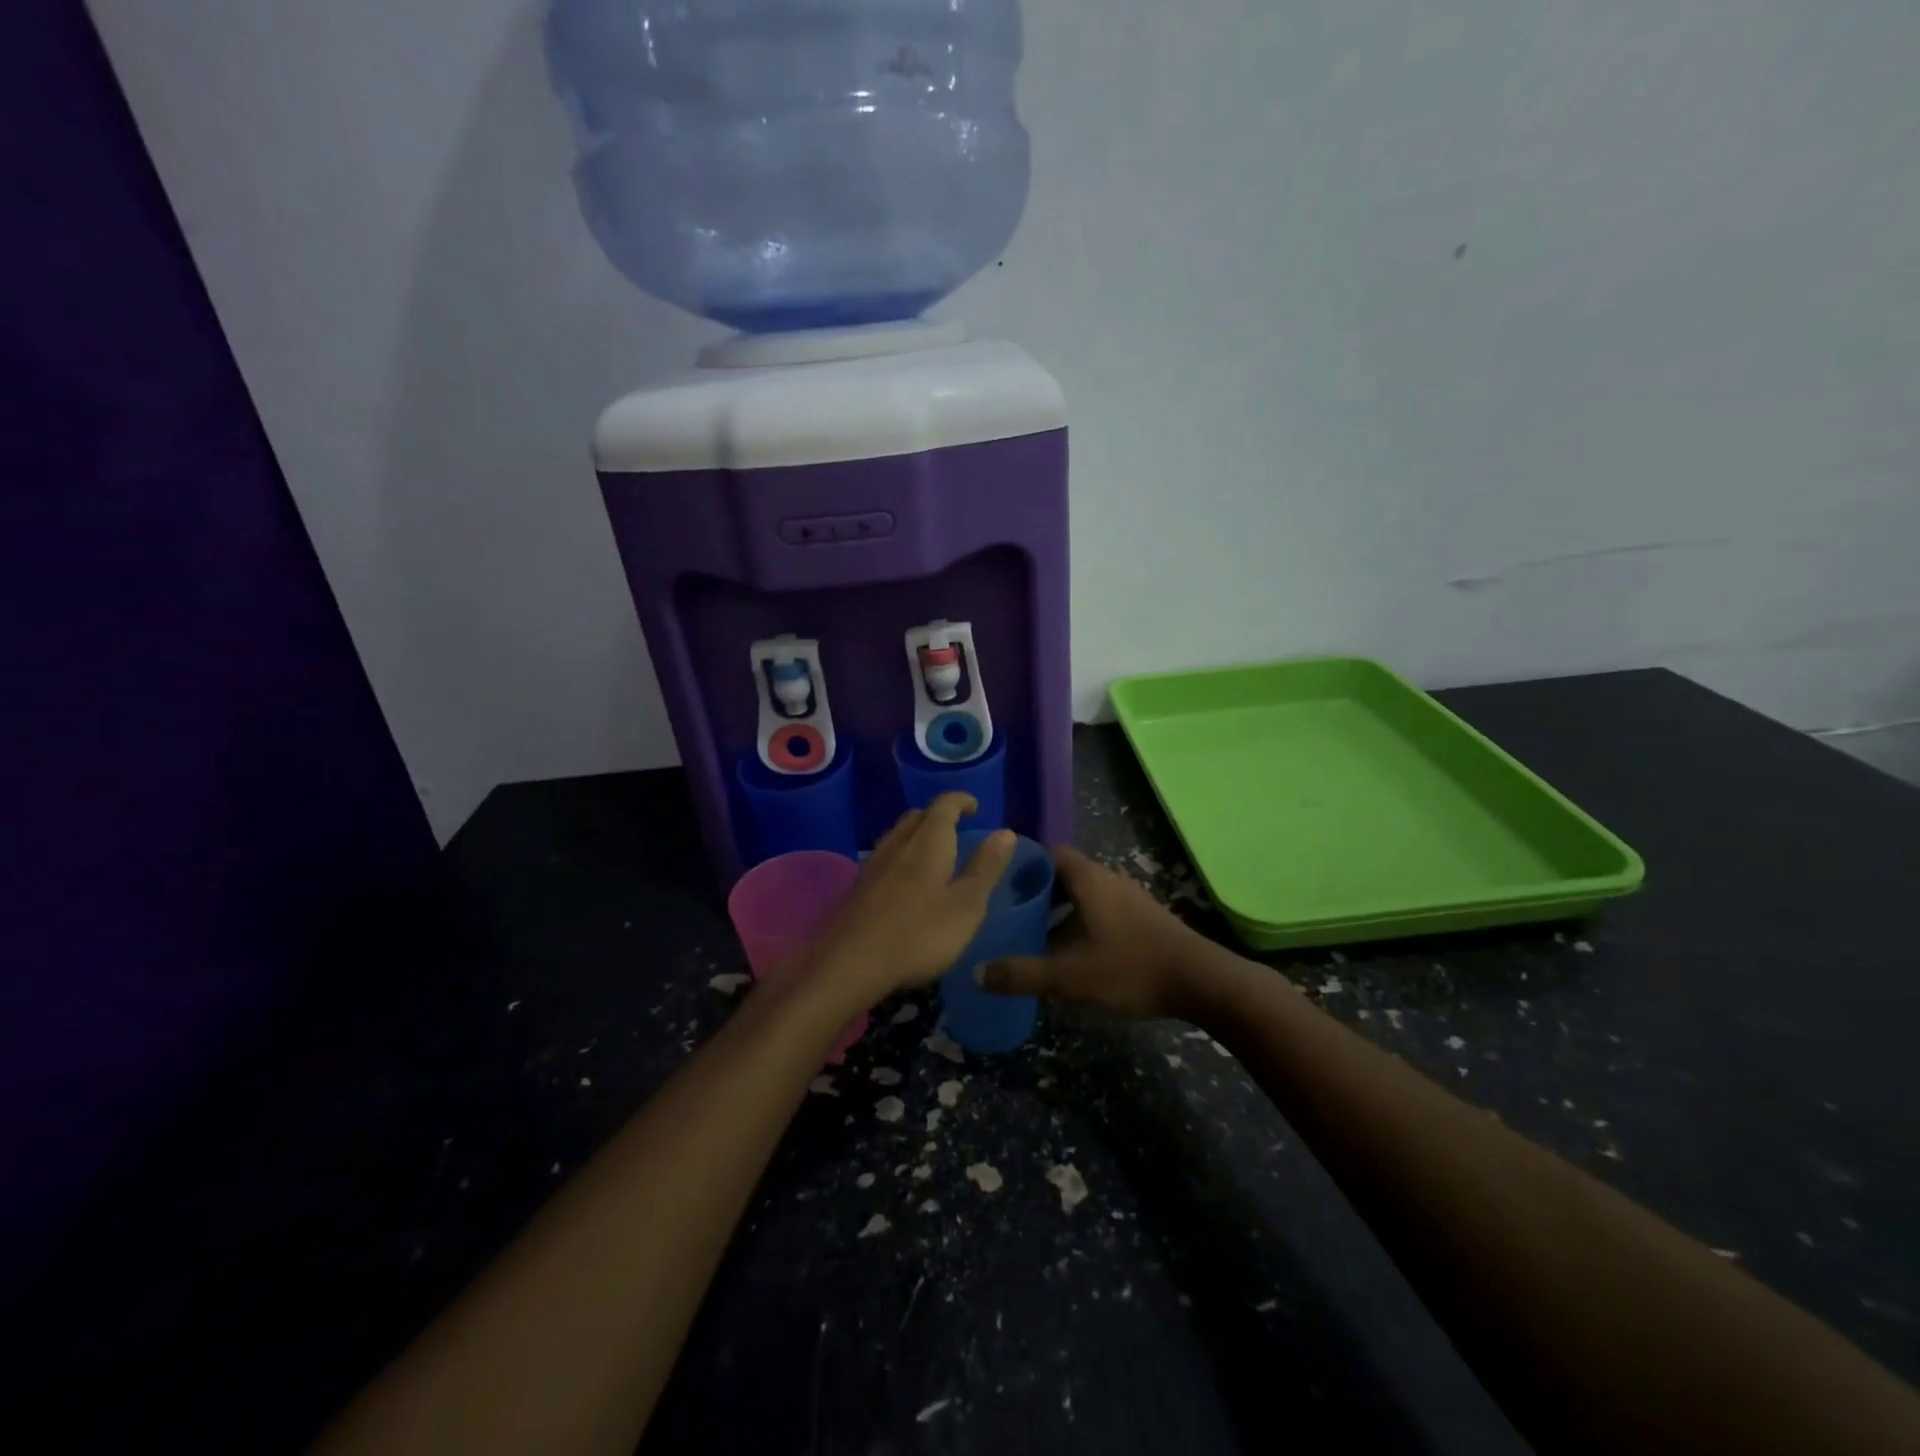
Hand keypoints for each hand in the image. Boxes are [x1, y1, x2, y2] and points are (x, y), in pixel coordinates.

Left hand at [802, 794, 1015, 1009]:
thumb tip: (1006, 831)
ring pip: (898, 835)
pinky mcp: (858, 886)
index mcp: (929, 841)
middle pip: (918, 816)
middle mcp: (898, 842)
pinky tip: (905, 882)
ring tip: (933, 853)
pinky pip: (885, 857)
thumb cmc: (919, 933)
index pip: (945, 805)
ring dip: (917, 835)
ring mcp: (873, 864)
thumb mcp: (966, 905)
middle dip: (938, 816)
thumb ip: (986, 867)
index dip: (961, 800)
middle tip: (957, 828)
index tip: (975, 806)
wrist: (849, 963)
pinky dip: (901, 857)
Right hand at [979, 846, 1212, 1019]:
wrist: (1202, 982)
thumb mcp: (1070, 976)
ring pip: (1085, 896)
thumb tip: (976, 972)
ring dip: (1061, 912)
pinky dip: (1082, 924)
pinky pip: (1102, 911)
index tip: (999, 884)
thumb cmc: (1131, 968)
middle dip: (1038, 893)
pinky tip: (1074, 956)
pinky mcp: (1144, 919)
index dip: (1024, 865)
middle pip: (1065, 875)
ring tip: (1035, 938)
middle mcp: (1109, 880)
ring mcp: (1130, 899)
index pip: (1050, 854)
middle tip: (1011, 914)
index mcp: (1089, 880)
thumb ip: (1022, 974)